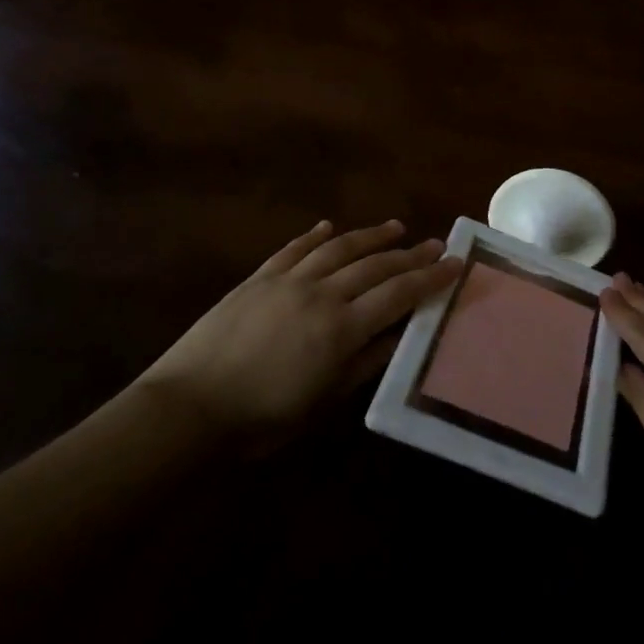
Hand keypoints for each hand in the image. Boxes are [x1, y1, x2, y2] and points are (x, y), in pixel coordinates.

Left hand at [137, 220, 460, 448]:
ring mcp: (287, 280)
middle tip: (435, 242)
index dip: (429, 278)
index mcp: (341, 328)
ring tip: (395, 227)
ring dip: (370, 236)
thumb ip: (364, 362)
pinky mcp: (258, 278)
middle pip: (374, 266)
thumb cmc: (262, 416)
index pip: (398, 294)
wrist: (189, 405)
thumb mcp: (323, 400)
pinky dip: (314, 236)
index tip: (454, 262)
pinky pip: (292, 249)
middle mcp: (321, 293)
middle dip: (409, 254)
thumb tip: (399, 335)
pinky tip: (328, 227)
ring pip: (338, 248)